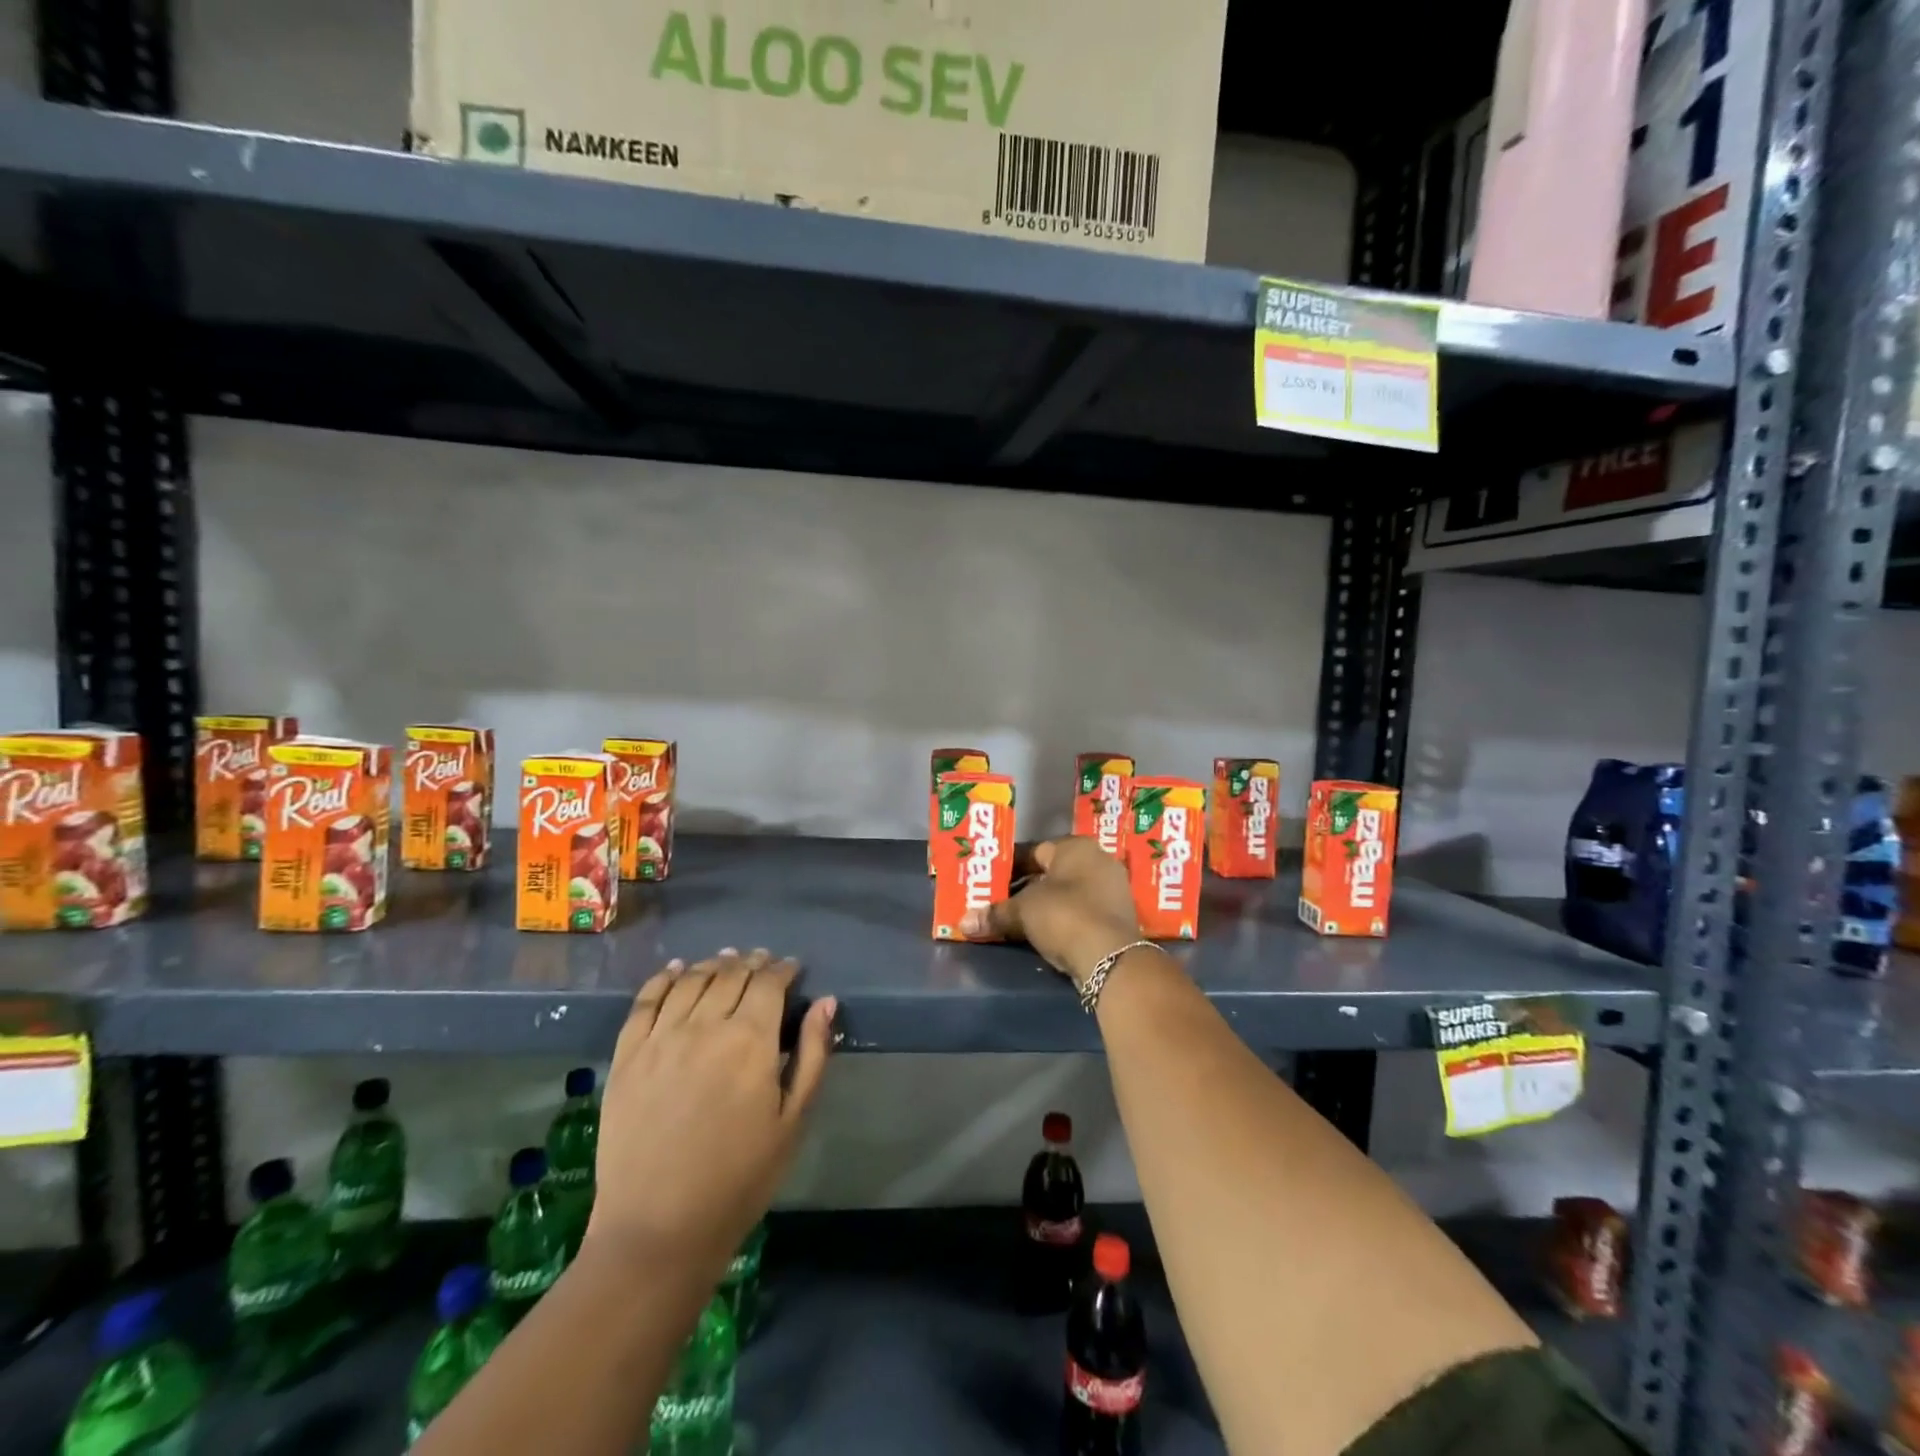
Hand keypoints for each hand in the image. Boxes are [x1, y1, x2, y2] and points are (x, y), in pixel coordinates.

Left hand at [586, 949, 835, 1274]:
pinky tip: (675, 970)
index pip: (769, 983)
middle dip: (752, 963)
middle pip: (731, 975)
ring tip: (725, 961)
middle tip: (762, 961)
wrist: (658, 1228)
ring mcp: (661, 1038)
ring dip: (714, 965)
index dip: (783, 969)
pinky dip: (663, 979)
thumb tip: (825, 1002)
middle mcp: (705, 1025)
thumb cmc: (740, 1178)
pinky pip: (645, 1002)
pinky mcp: (627, 1056)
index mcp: (750, 1039)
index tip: (792, 968)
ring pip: (691, 981)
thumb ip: (813, 1054)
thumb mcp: (793, 1120)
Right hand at [958, 837, 1143, 987]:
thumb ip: (995, 914)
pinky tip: (1045, 934)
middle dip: (1027, 887)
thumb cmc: (1065, 916)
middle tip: (1001, 901)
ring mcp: (1113, 890)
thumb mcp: (1023, 912)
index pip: (1035, 851)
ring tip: (1019, 920)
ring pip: (1069, 894)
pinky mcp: (1118, 918)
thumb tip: (963, 922)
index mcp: (1076, 847)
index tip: (991, 882)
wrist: (1111, 959)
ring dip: (1046, 905)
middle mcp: (1099, 861)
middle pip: (1053, 873)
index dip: (1010, 866)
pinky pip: (1082, 912)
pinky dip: (1064, 920)